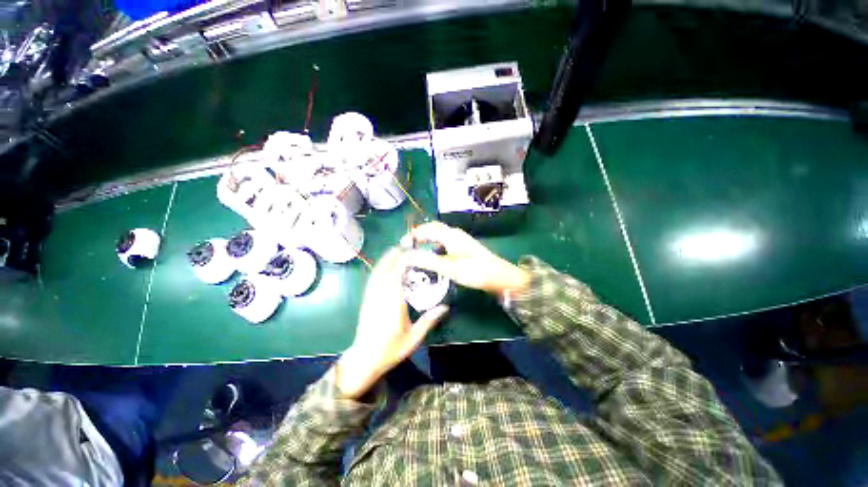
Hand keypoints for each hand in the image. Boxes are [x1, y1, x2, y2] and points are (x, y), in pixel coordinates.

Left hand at [335, 248, 448, 399]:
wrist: (364, 358)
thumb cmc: (390, 349)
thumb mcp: (413, 338)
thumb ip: (429, 321)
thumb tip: (445, 307)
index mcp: (393, 302)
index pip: (397, 274)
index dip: (404, 260)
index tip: (415, 252)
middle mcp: (380, 295)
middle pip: (386, 268)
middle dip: (395, 254)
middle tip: (407, 246)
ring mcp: (371, 296)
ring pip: (378, 271)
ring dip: (387, 258)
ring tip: (398, 250)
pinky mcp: (367, 298)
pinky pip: (373, 277)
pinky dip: (380, 267)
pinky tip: (386, 265)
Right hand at [406, 221, 529, 295]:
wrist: (500, 276)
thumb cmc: (475, 271)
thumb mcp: (449, 268)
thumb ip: (428, 260)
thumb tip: (407, 255)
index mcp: (450, 235)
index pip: (427, 228)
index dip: (414, 234)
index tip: (402, 243)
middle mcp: (455, 234)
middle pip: (433, 229)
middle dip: (420, 234)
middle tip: (408, 246)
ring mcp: (460, 240)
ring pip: (439, 235)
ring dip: (427, 239)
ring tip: (417, 250)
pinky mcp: (464, 247)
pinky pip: (445, 242)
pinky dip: (436, 246)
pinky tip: (433, 256)